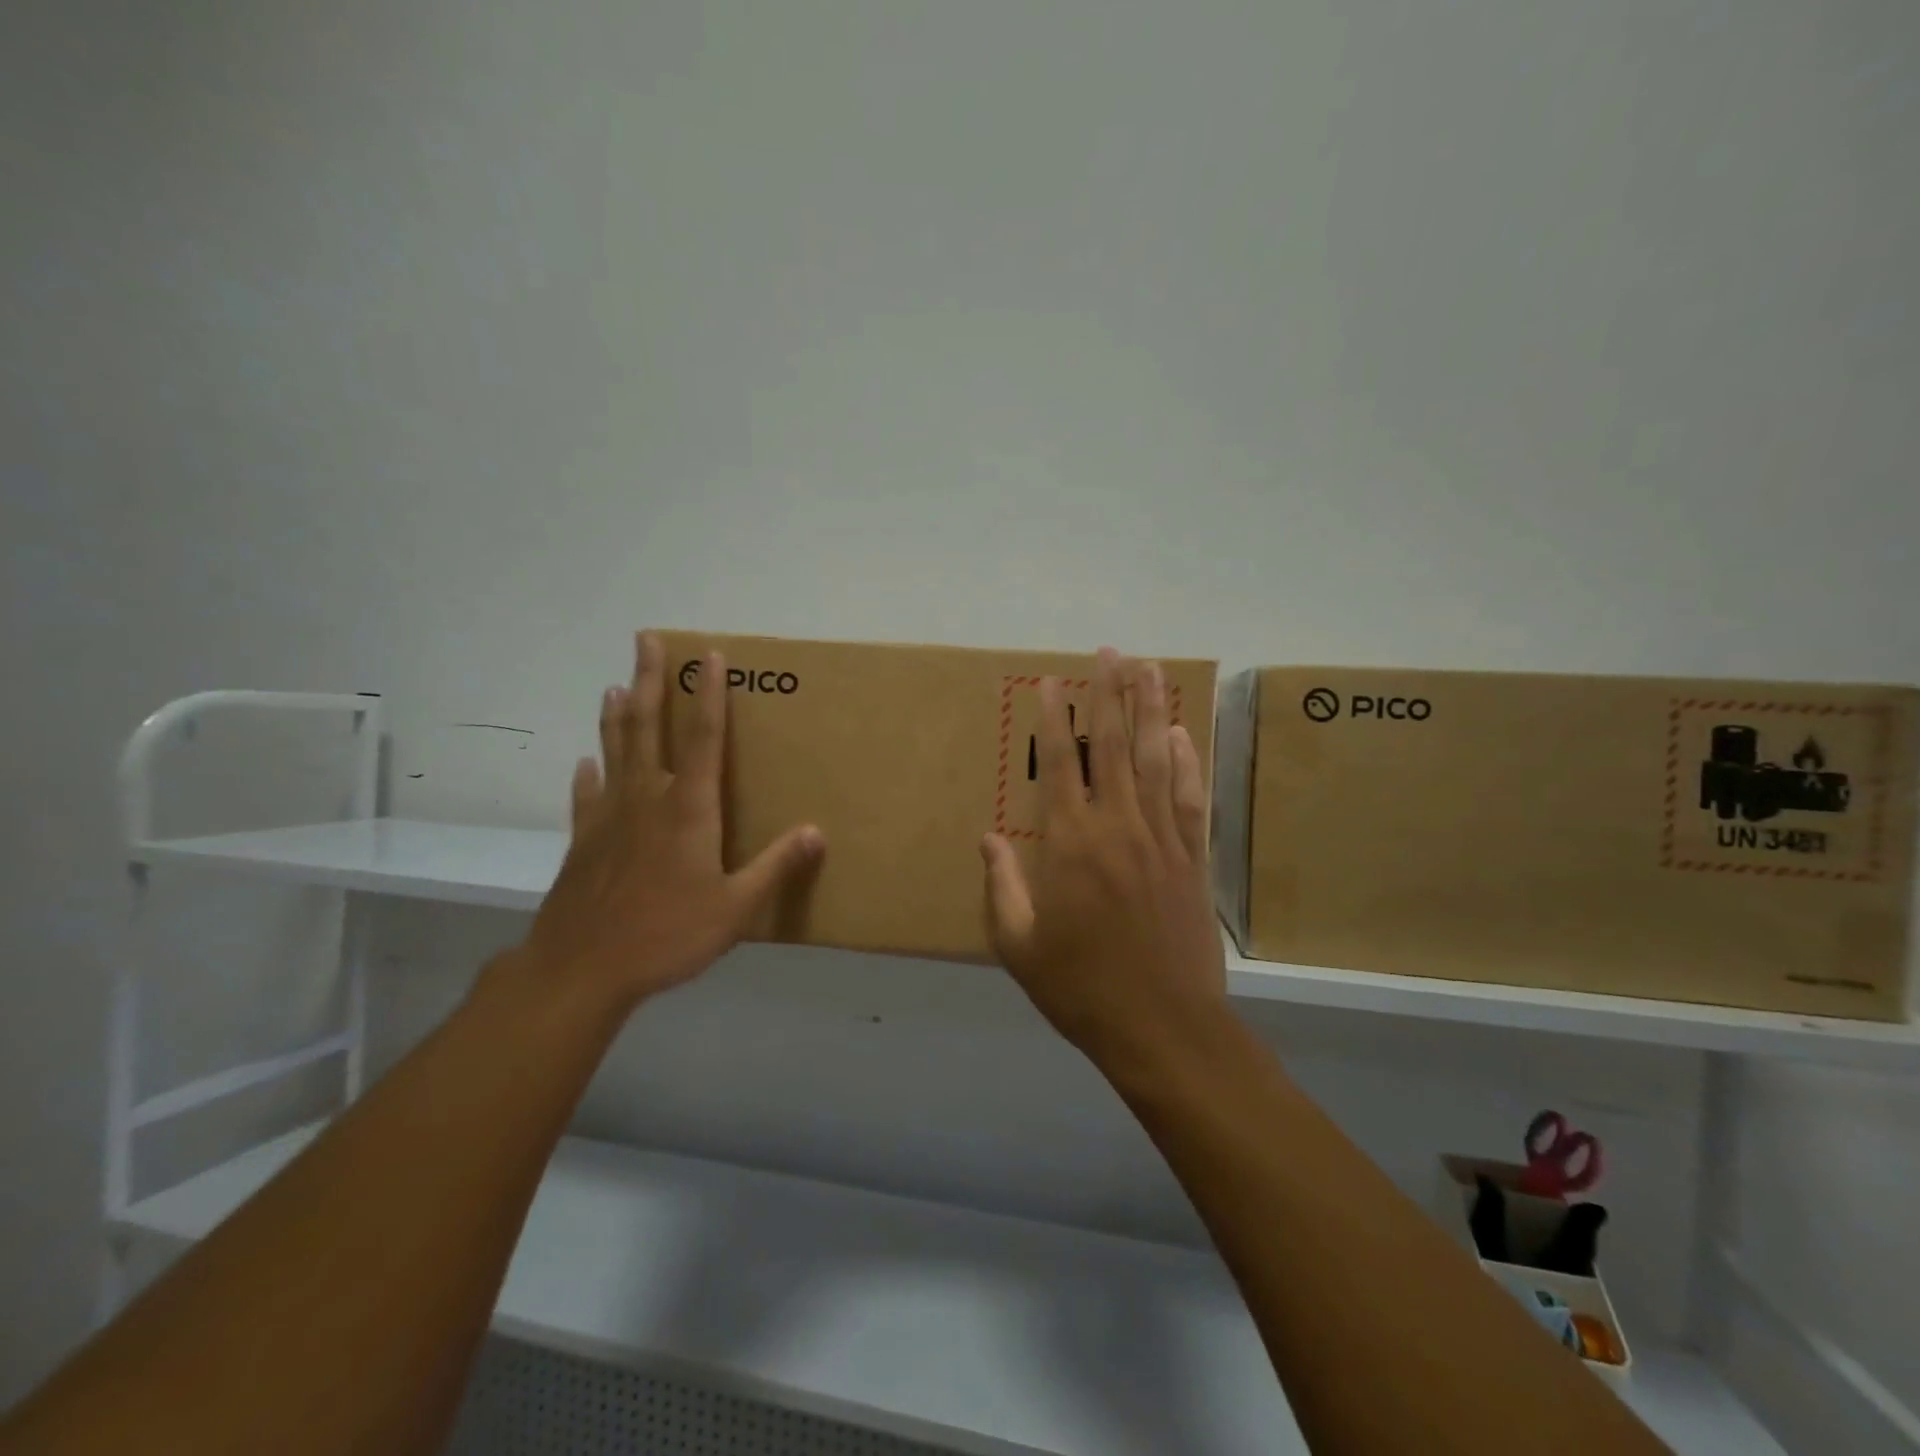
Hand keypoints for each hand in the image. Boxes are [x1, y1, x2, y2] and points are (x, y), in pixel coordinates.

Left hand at [508, 631, 824, 1017]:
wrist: (581, 969)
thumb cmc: (666, 935)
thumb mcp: (735, 908)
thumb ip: (775, 867)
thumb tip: (816, 832)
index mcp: (688, 809)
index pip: (704, 738)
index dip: (710, 694)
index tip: (709, 655)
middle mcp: (647, 799)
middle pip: (649, 727)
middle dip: (650, 680)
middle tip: (645, 639)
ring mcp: (610, 818)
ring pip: (614, 751)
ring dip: (617, 715)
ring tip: (616, 685)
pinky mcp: (583, 841)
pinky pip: (586, 797)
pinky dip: (588, 776)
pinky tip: (585, 762)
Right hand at [981, 647, 1224, 1055]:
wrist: (1163, 1028)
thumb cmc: (1081, 988)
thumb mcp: (1019, 945)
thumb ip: (1001, 885)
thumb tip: (988, 837)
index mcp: (1070, 845)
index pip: (1060, 765)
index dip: (1054, 720)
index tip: (1051, 682)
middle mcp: (1118, 828)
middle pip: (1112, 747)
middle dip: (1108, 695)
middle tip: (1108, 653)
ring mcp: (1162, 840)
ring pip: (1154, 760)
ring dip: (1150, 711)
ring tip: (1147, 669)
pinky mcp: (1193, 859)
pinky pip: (1189, 798)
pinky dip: (1185, 762)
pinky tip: (1180, 734)